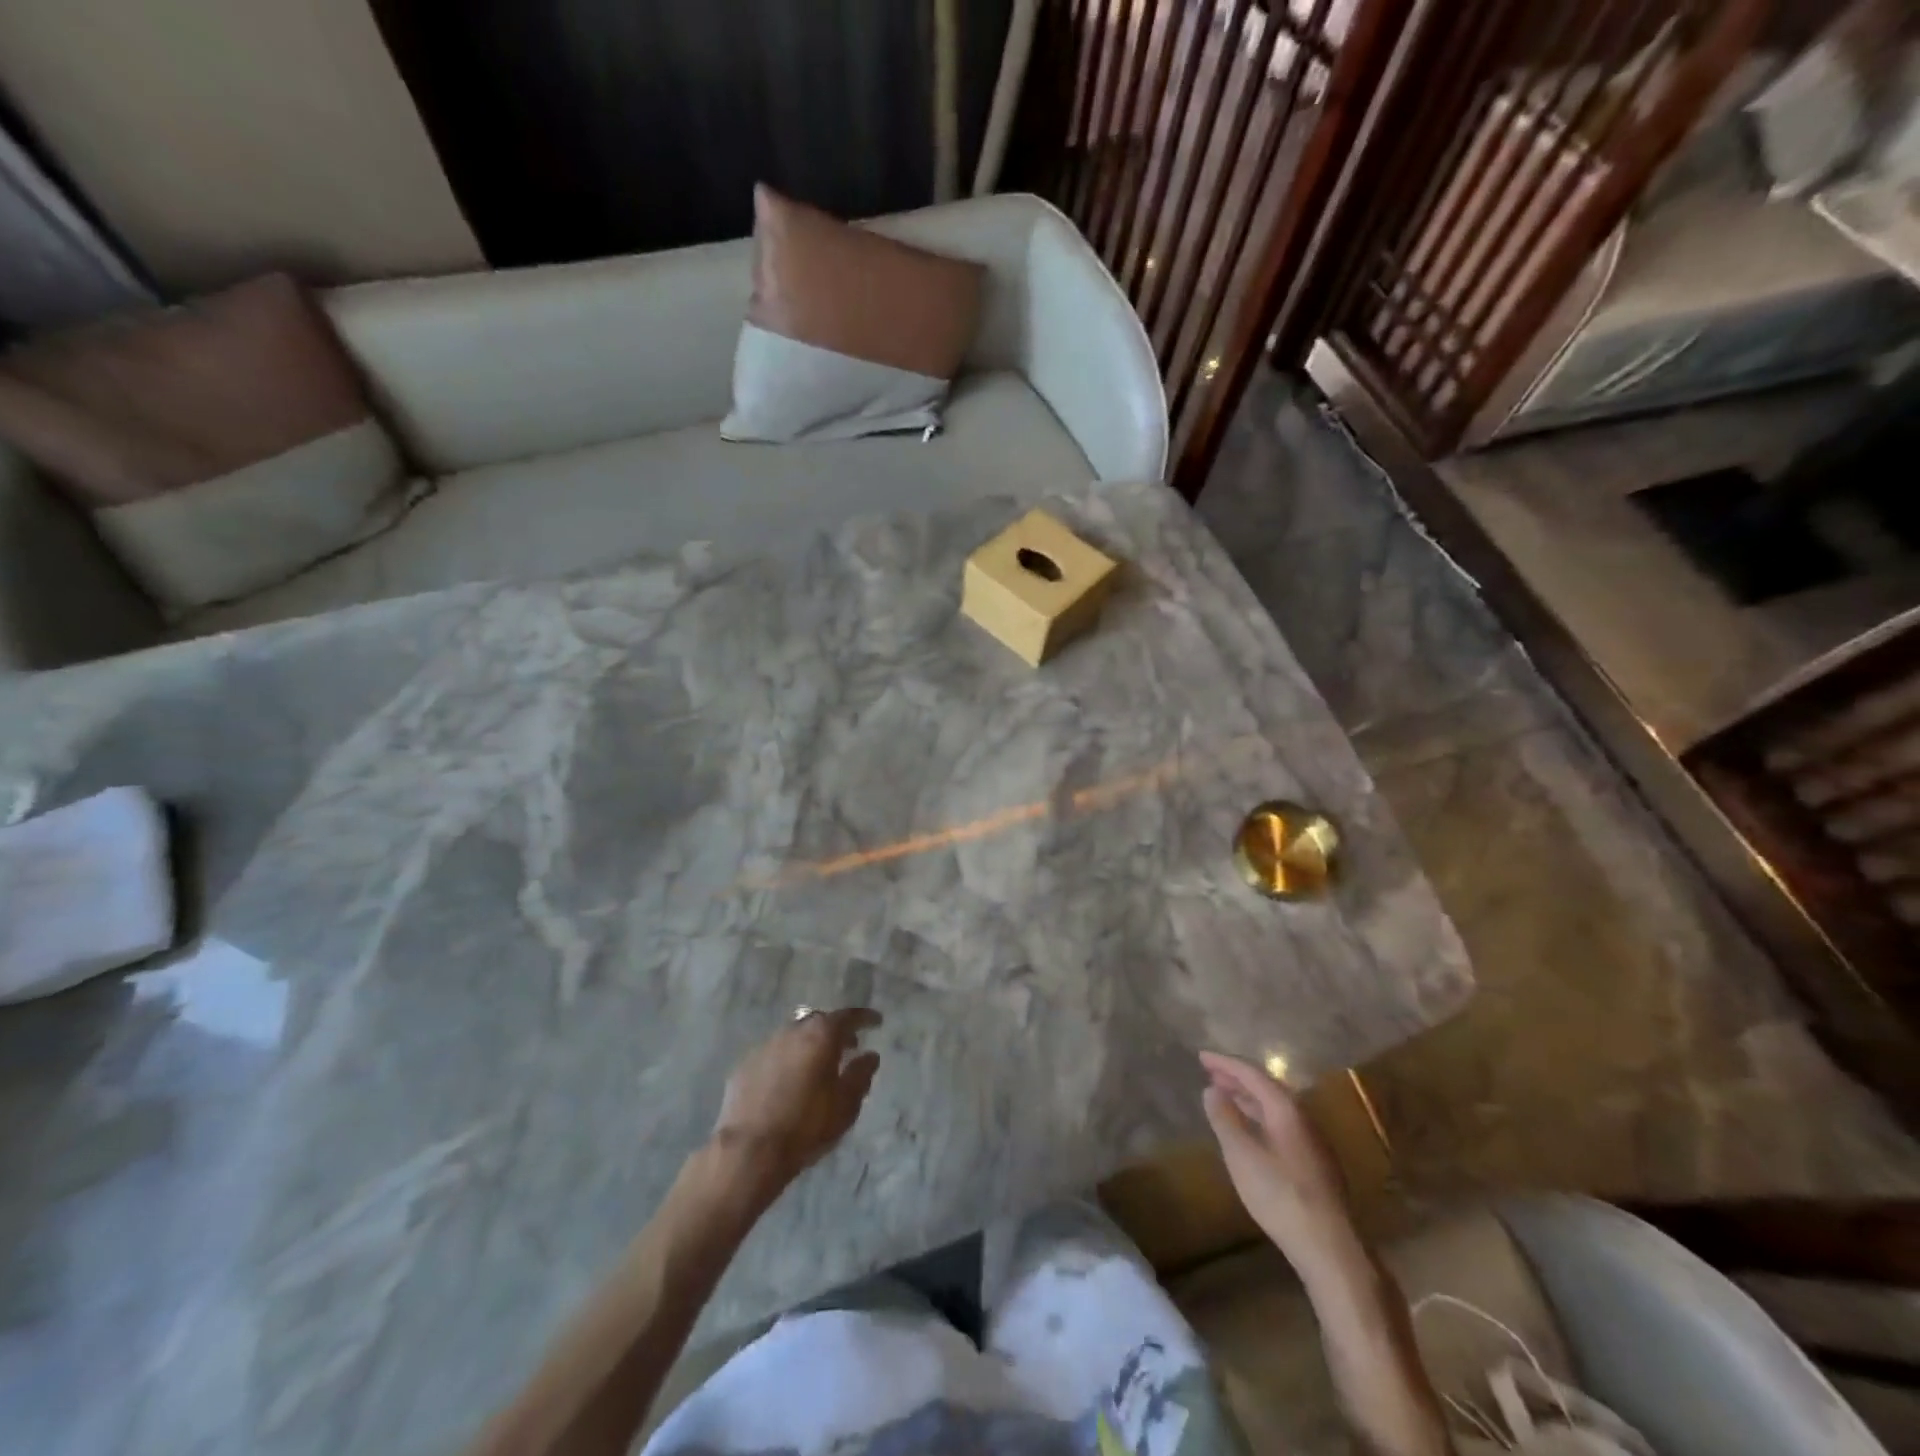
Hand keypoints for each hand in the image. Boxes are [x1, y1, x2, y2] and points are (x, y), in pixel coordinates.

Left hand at [713, 1008, 881, 1187]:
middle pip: (818, 1022)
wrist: (749, 1151)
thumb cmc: (806, 1125)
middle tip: (848, 1047)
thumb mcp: (845, 1104)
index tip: (876, 1022)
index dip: (865, 1018)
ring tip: (817, 1066)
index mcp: (821, 1035)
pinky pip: (773, 1055)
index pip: (848, 1017)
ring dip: (808, 1045)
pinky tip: (788, 1082)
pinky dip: (786, 1061)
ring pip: (793, 1037)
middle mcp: (792, 1031)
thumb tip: (870, 1056)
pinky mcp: (744, 1065)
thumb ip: (861, 1075)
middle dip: (835, 1031)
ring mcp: (765, 1046)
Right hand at [1200, 1051, 1357, 1270]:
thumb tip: (1212, 1090)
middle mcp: (1302, 1118)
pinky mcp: (1314, 1163)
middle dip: (1237, 1078)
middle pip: (1266, 1088)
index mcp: (1286, 1109)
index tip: (1201, 1056)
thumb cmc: (1280, 1195)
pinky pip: (1280, 1124)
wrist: (1330, 1248)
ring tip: (1224, 1097)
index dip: (1225, 1063)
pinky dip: (1258, 1117)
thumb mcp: (1241, 1155)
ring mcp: (1312, 1142)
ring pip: (1275, 1108)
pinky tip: (1249, 1131)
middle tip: (1210, 1073)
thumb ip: (1225, 1119)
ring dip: (1248, 1098)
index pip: (1253, 1074)